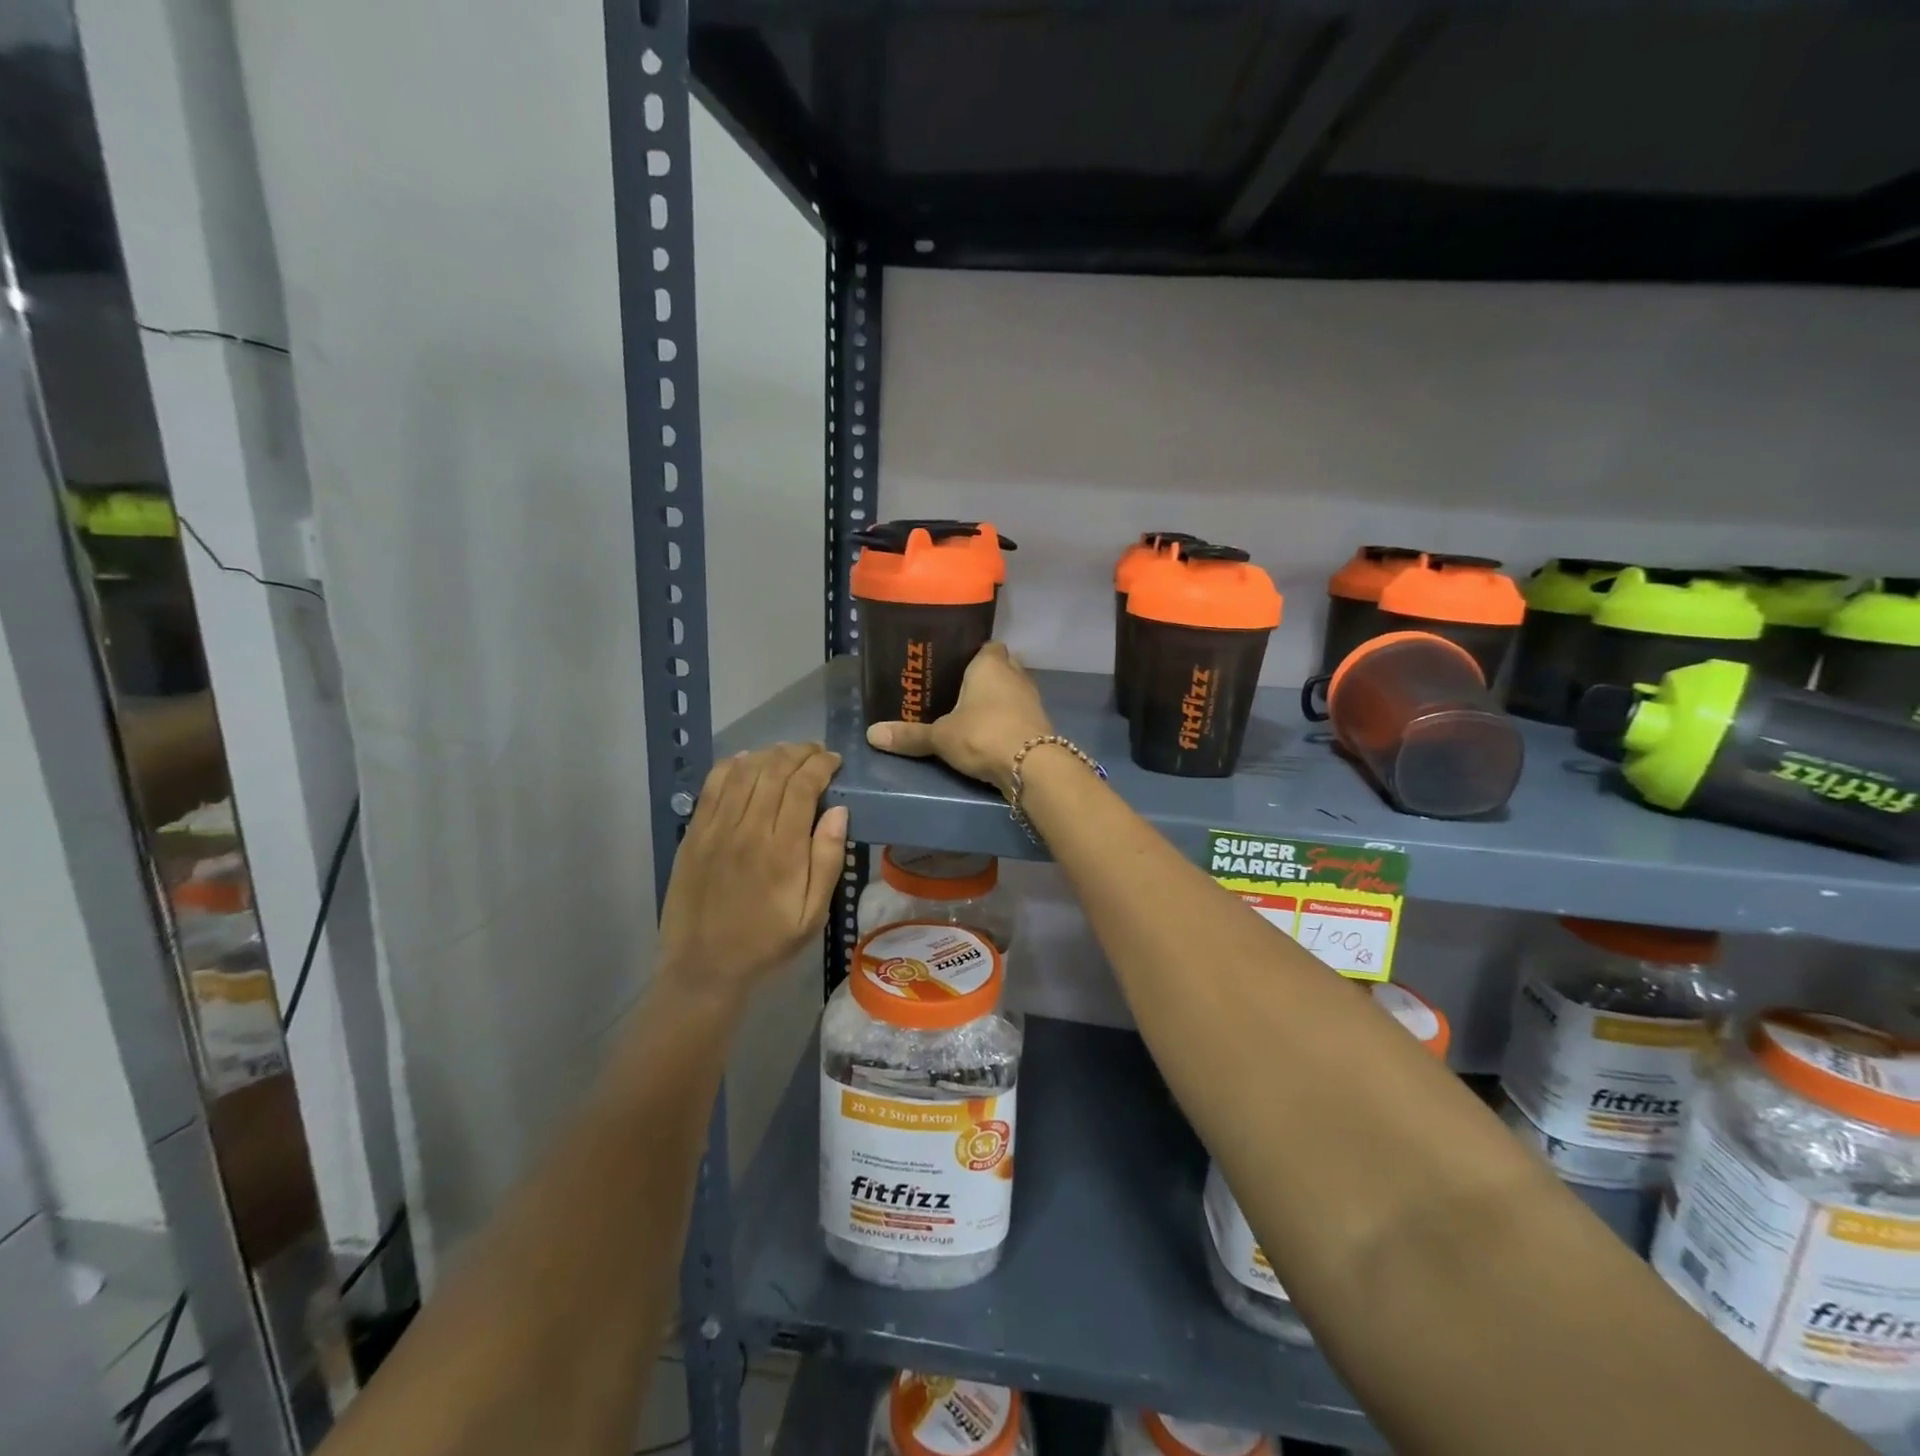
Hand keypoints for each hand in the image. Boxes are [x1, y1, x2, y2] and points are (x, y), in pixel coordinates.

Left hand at [657, 743, 847, 1006]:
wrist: (704, 967)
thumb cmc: (767, 942)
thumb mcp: (812, 914)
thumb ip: (827, 860)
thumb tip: (839, 811)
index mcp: (782, 851)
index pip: (803, 787)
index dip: (821, 765)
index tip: (834, 760)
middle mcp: (748, 830)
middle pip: (774, 771)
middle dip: (799, 753)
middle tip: (816, 752)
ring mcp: (716, 829)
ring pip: (744, 772)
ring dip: (769, 754)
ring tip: (787, 753)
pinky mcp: (694, 833)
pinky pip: (713, 786)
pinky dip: (732, 765)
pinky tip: (748, 761)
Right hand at [865, 642, 1053, 795]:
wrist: (1032, 766)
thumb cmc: (983, 734)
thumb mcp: (940, 736)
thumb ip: (910, 735)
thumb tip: (871, 734)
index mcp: (990, 663)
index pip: (986, 645)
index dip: (972, 653)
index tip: (954, 665)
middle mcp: (1015, 674)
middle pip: (1001, 666)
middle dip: (983, 677)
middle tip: (957, 690)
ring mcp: (1032, 698)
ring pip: (1012, 690)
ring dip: (997, 700)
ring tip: (971, 713)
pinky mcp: (1040, 723)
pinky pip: (1019, 713)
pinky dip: (1007, 719)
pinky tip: (989, 732)